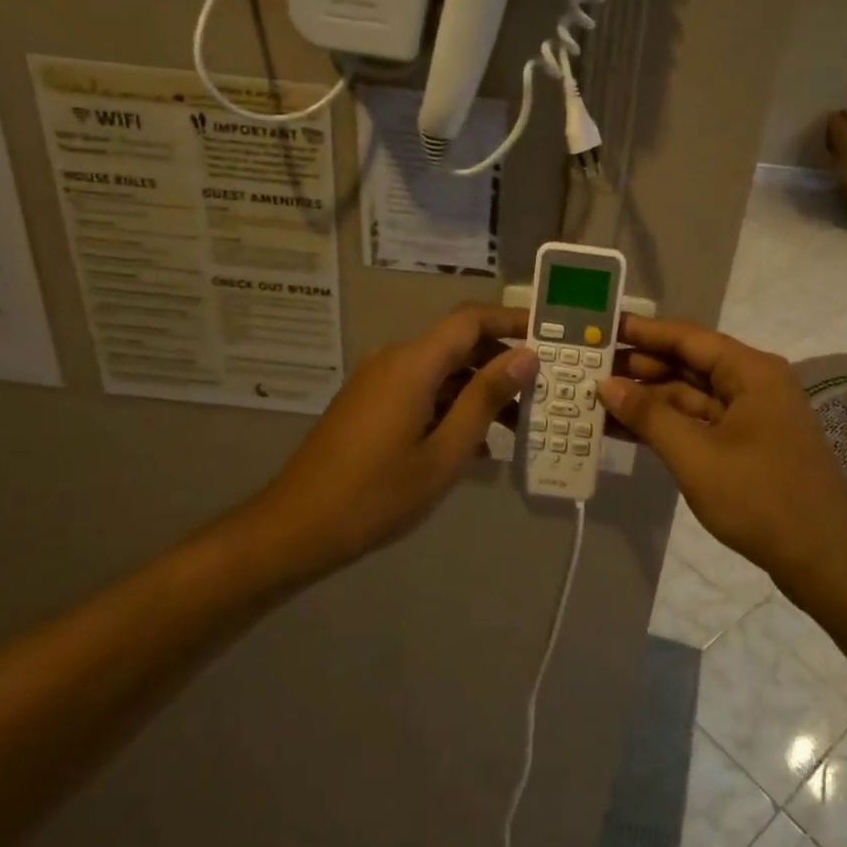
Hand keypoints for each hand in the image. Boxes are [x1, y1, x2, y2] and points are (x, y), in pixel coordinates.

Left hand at [259, 304, 534, 569]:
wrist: (298, 526)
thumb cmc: (377, 493)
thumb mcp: (444, 452)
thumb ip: (486, 398)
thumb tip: (526, 356)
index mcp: (412, 363)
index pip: (470, 319)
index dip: (511, 320)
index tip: (549, 335)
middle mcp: (394, 359)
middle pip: (457, 343)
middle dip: (500, 363)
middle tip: (540, 391)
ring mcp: (377, 381)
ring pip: (440, 371)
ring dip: (477, 390)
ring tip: (516, 426)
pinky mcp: (369, 403)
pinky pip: (420, 390)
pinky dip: (451, 405)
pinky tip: (475, 443)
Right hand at [599, 318, 846, 575]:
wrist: (823, 559)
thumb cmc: (760, 498)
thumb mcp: (696, 455)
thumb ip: (649, 415)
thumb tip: (607, 385)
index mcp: (751, 372)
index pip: (687, 338)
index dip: (643, 331)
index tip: (602, 327)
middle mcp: (753, 384)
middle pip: (688, 364)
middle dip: (640, 367)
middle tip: (589, 366)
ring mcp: (751, 417)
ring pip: (690, 396)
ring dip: (649, 399)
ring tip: (597, 398)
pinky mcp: (747, 445)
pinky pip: (699, 423)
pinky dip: (666, 425)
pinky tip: (625, 429)